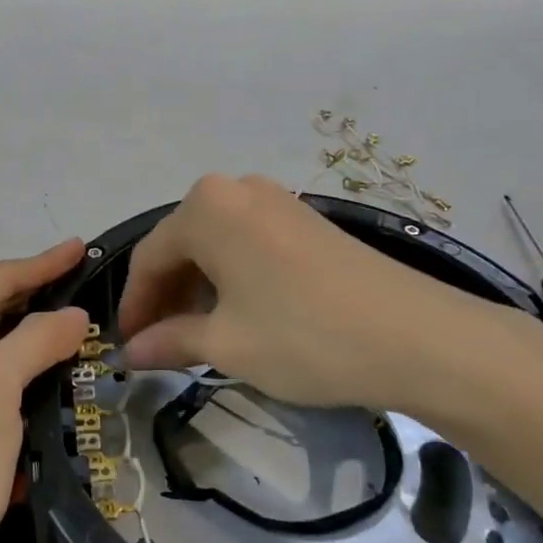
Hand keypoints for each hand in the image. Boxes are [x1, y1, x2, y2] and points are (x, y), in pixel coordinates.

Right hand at [117, 175, 542, 431]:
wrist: (416, 335)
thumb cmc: (304, 335)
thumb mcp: (227, 344)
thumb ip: (169, 341)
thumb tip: (130, 352)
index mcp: (205, 208)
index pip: (149, 257)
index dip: (134, 306)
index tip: (127, 348)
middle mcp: (235, 189)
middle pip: (182, 245)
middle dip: (166, 296)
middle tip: (161, 346)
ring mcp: (276, 200)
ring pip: (216, 244)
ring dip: (199, 288)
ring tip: (199, 336)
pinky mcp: (306, 218)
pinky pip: (248, 242)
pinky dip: (233, 277)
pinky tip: (241, 314)